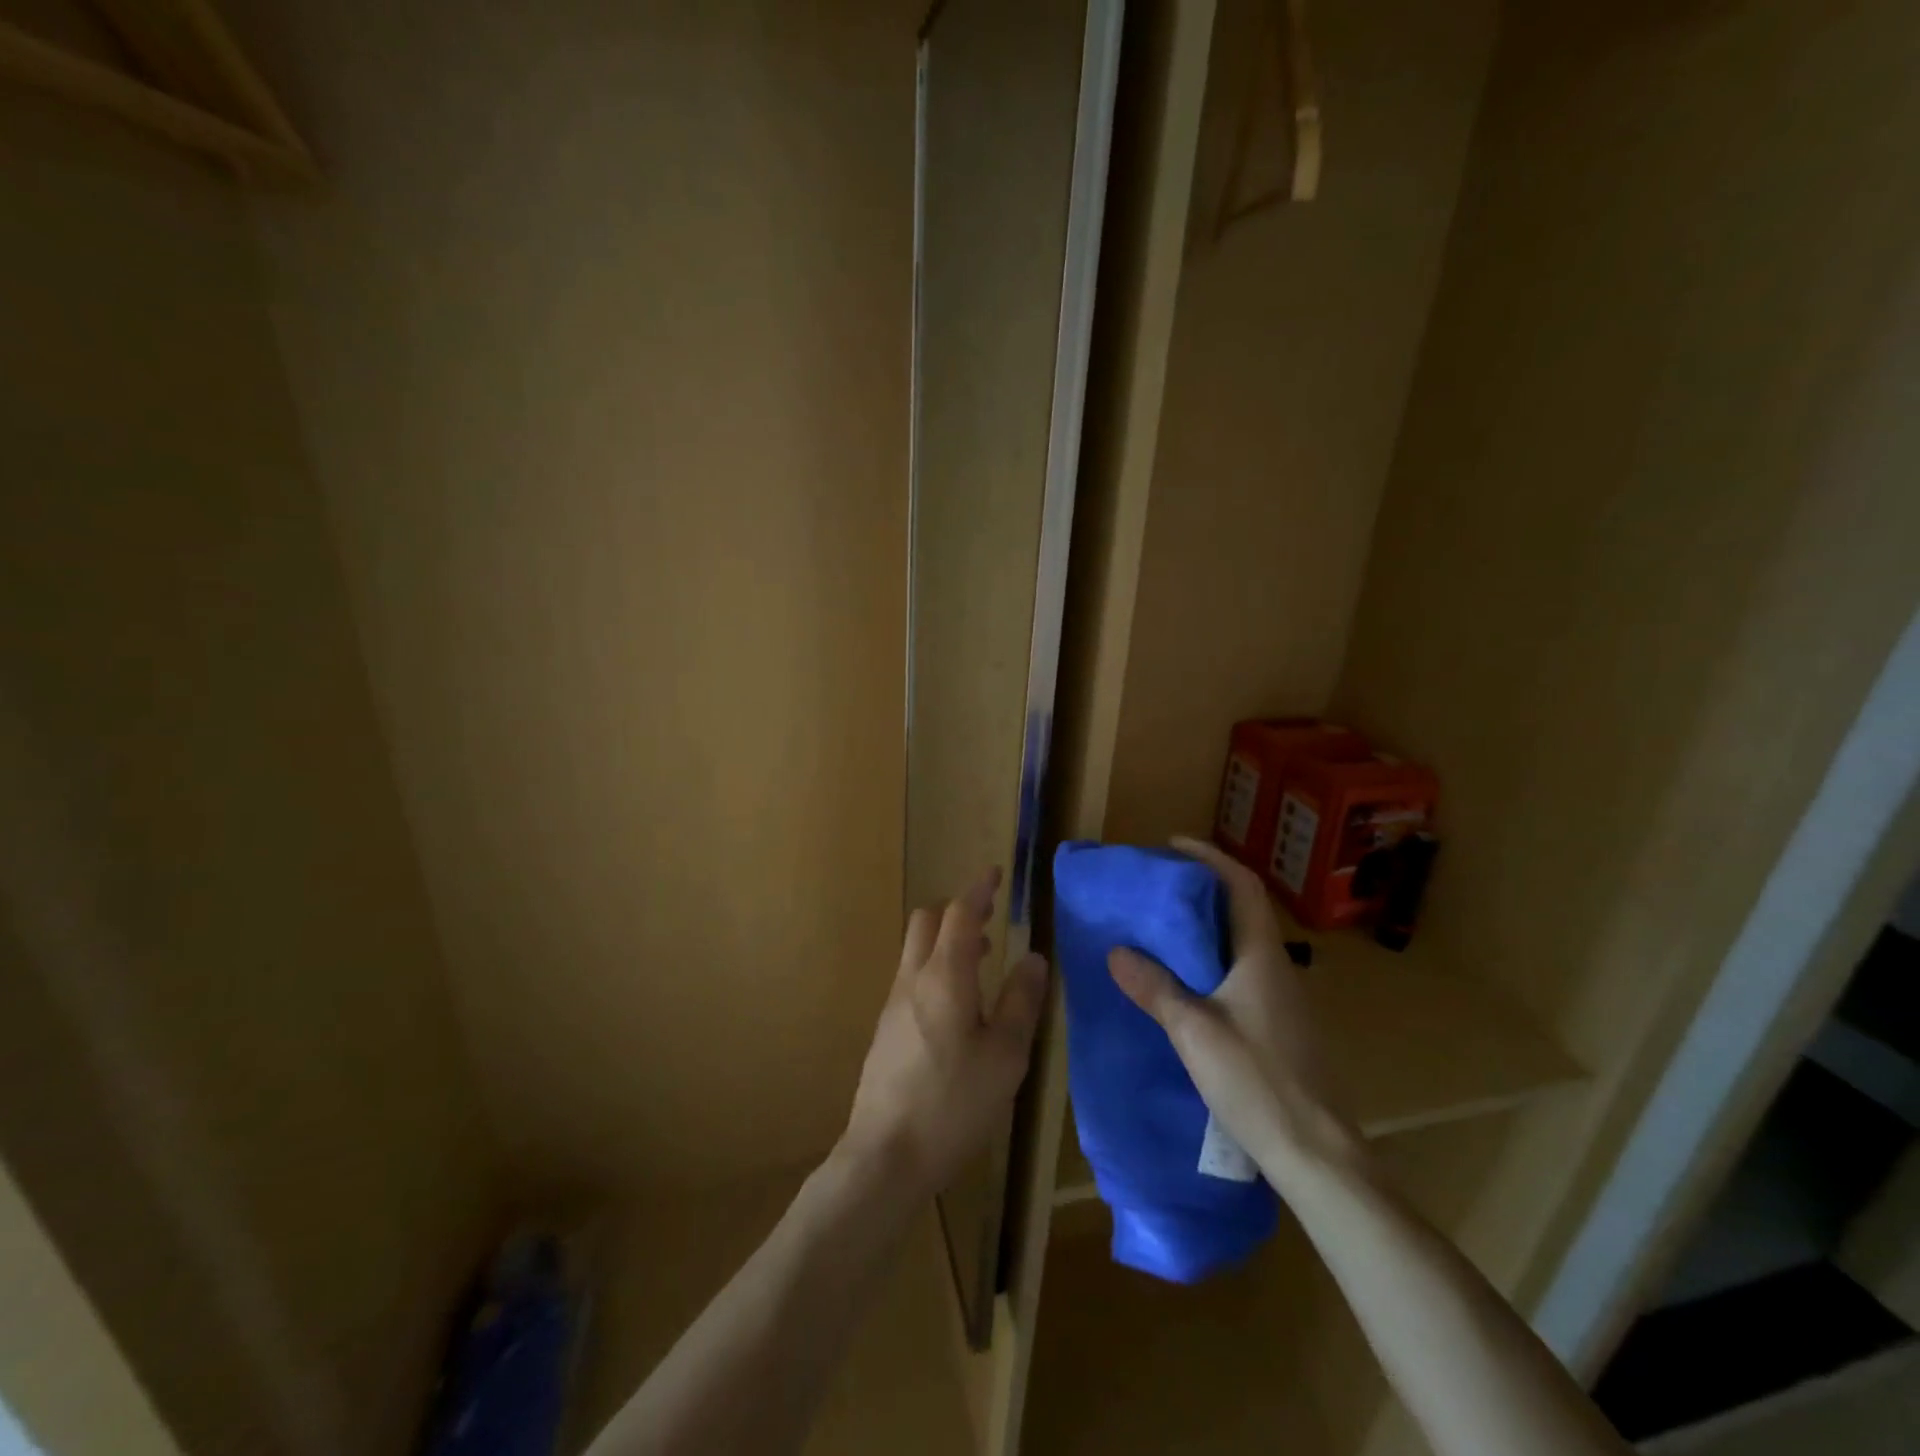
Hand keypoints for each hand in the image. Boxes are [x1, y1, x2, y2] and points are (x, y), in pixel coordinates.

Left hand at [840, 867, 1049, 1203]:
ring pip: (915, 949)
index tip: (995, 874)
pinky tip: (956, 1004)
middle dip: (957, 910)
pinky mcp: (884, 1029)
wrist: (884, 1157)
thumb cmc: (954, 1104)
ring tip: (982, 958)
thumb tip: (1033, 957)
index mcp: (944, 977)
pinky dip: (935, 967)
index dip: (978, 890)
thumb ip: (1021, 1001)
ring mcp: (892, 1004)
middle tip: (990, 918)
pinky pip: (910, 977)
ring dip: (946, 940)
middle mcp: (912, 979)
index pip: (959, 913)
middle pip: (927, 921)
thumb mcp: (1005, 1056)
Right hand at [1107, 836, 1361, 1178]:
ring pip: (1243, 944)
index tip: (1174, 845)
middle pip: (1242, 910)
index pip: (1241, 885)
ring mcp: (1283, 999)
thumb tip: (1117, 951)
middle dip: (1203, 890)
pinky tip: (1186, 984)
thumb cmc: (1257, 1081)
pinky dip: (1212, 960)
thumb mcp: (1194, 1032)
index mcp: (1261, 956)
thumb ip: (1155, 988)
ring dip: (1207, 927)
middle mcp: (1278, 968)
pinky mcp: (1280, 1027)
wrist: (1316, 1154)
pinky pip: (1243, 973)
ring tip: (1163, 929)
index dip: (1210, 858)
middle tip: (1159, 888)